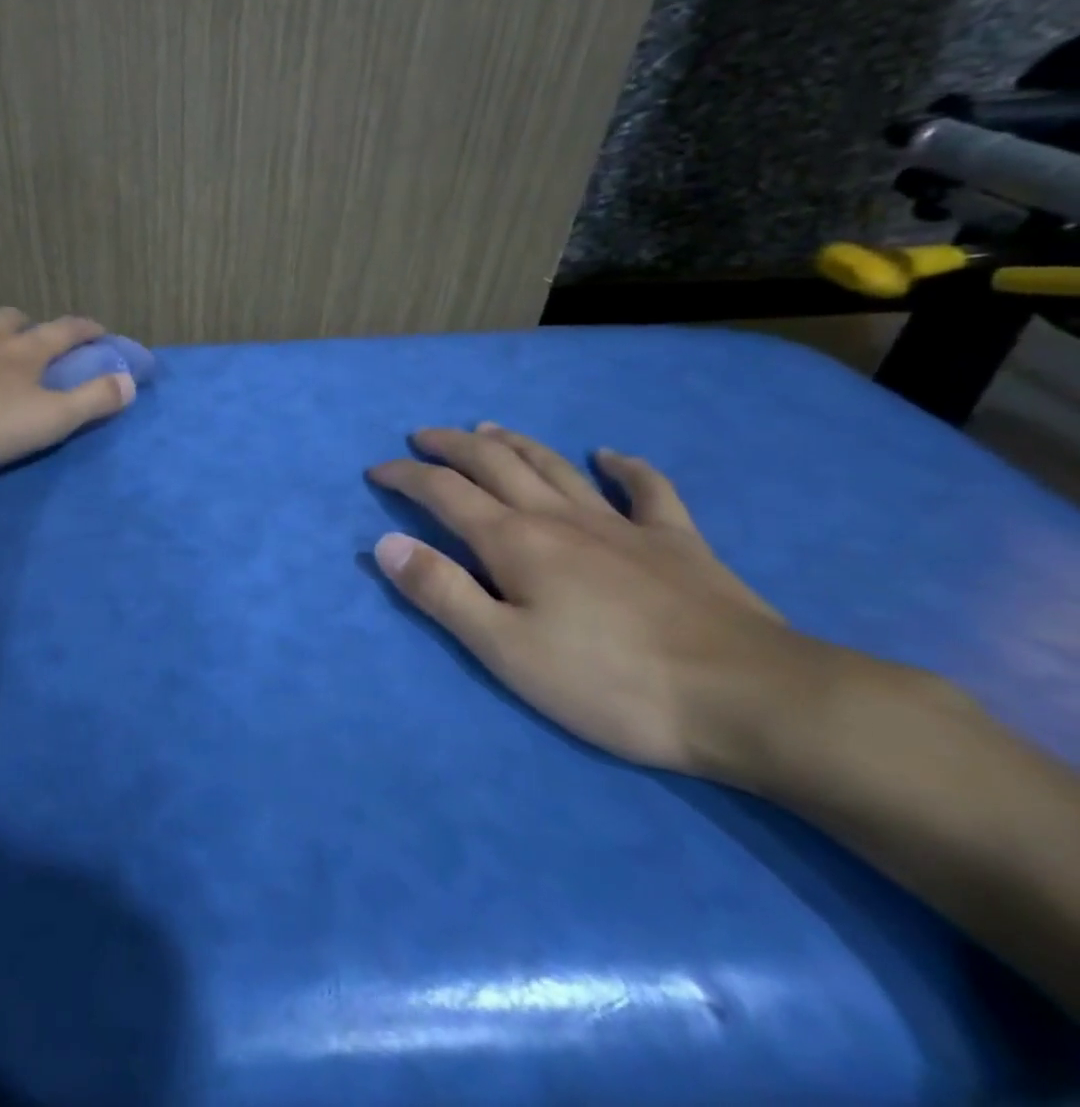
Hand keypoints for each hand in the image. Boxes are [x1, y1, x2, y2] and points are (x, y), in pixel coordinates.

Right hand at [369, 423, 838, 781]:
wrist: (749, 699)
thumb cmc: (610, 682)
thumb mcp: (505, 649)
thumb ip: (442, 592)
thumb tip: (386, 543)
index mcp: (514, 541)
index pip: (443, 492)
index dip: (406, 475)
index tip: (377, 469)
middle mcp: (559, 517)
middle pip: (495, 464)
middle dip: (452, 446)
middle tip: (423, 436)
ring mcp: (621, 524)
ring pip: (556, 466)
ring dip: (516, 443)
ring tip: (489, 429)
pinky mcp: (677, 542)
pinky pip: (647, 490)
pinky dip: (625, 467)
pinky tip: (611, 456)